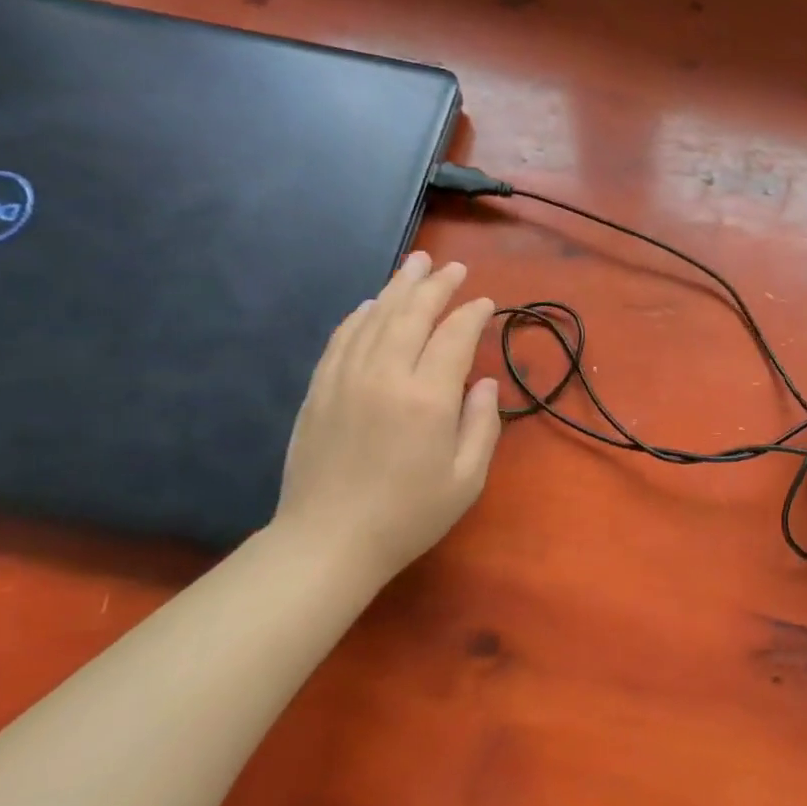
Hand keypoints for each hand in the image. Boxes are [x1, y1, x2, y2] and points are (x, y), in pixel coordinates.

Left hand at [274, 251, 501, 580]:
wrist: (327, 542)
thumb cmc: (408, 515)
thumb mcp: (466, 479)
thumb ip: (482, 424)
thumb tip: (484, 382)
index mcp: (428, 398)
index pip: (454, 336)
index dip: (473, 314)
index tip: (486, 303)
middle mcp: (386, 375)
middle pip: (413, 314)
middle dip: (436, 285)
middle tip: (453, 266)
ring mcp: (346, 378)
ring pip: (375, 318)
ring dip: (398, 287)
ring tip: (416, 264)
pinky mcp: (320, 389)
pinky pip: (342, 338)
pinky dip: (360, 315)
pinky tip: (371, 304)